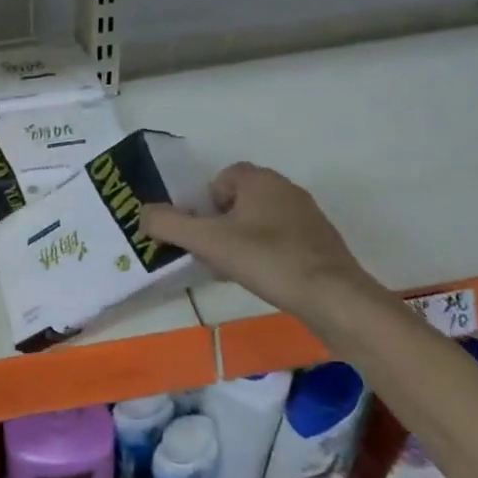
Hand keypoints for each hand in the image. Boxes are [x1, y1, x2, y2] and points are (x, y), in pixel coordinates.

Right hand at [141, 162, 364, 312]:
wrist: (336, 299)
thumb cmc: (268, 260)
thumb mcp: (207, 242)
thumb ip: (169, 225)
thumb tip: (141, 214)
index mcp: (260, 180)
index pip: (223, 177)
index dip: (206, 203)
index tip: (203, 233)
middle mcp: (286, 190)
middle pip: (240, 200)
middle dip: (222, 225)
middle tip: (214, 254)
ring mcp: (309, 218)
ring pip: (262, 222)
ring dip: (244, 241)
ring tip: (238, 271)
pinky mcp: (323, 245)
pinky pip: (284, 241)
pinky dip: (269, 256)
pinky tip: (267, 281)